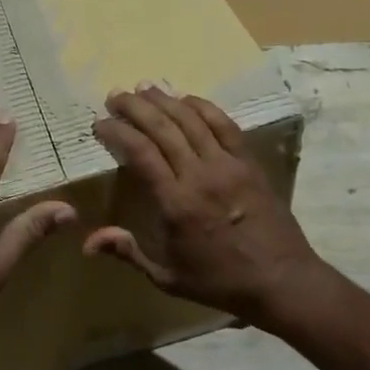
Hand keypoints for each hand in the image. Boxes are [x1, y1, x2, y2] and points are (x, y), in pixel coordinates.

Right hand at [86, 85, 331, 329]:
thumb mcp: (167, 277)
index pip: (140, 153)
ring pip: (191, 120)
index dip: (117, 131)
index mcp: (176, 203)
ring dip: (165, 100)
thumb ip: (128, 253)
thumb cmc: (220, 281)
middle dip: (135, 107)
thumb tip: (88, 243)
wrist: (282, 280)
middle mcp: (200, 175)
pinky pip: (224, 125)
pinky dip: (203, 107)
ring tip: (144, 88)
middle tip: (115, 95)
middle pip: (162, 127)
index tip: (100, 123)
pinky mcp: (249, 162)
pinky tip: (186, 98)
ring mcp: (228, 165)